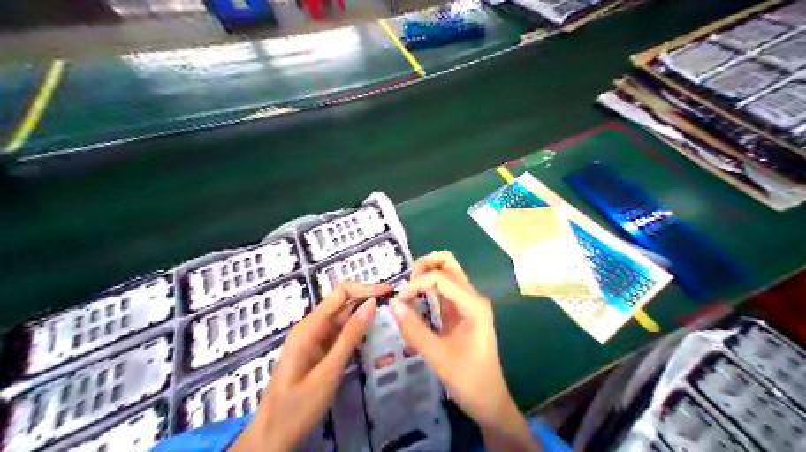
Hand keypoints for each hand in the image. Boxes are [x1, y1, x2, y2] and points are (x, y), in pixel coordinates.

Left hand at [229, 281, 391, 449]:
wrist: (271, 437)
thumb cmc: (298, 407)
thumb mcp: (329, 372)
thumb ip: (350, 336)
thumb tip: (372, 303)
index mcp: (309, 327)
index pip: (340, 293)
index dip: (365, 288)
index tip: (389, 292)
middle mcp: (310, 327)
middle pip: (342, 303)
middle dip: (367, 300)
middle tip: (395, 307)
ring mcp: (313, 338)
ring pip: (342, 318)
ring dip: (363, 316)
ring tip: (389, 319)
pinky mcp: (317, 350)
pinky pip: (338, 334)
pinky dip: (355, 332)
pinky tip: (371, 336)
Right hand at [392, 253, 541, 449]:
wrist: (489, 401)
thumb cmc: (469, 380)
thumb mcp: (438, 357)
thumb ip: (415, 329)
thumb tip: (393, 305)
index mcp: (473, 305)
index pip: (441, 277)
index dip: (416, 284)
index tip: (398, 302)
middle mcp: (472, 297)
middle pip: (448, 264)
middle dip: (424, 267)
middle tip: (405, 287)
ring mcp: (468, 303)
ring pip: (447, 273)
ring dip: (426, 275)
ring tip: (407, 292)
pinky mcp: (461, 312)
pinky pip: (444, 289)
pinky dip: (428, 287)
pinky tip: (415, 299)